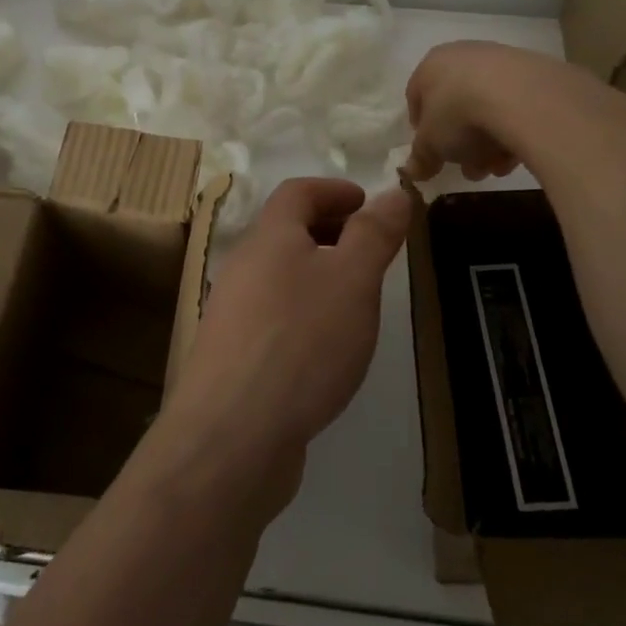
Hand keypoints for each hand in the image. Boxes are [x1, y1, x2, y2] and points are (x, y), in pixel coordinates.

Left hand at [164, 178, 410, 495]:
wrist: (232, 436)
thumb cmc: (301, 342)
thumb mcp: (353, 280)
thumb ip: (374, 234)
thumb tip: (393, 192)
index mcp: (269, 238)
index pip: (297, 192)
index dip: (333, 190)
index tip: (367, 202)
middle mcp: (244, 267)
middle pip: (285, 231)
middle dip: (329, 229)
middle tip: (369, 247)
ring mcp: (233, 314)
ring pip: (279, 276)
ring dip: (317, 272)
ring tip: (355, 296)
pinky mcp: (233, 357)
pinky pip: (273, 316)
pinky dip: (303, 312)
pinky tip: (326, 346)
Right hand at [403, 40, 539, 182]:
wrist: (521, 96)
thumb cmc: (459, 114)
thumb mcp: (432, 144)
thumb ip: (421, 158)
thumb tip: (413, 171)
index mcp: (431, 65)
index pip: (417, 96)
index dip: (422, 129)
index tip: (432, 153)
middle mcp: (463, 55)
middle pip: (456, 106)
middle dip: (461, 144)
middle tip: (470, 169)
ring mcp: (499, 60)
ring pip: (486, 108)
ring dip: (488, 143)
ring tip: (497, 168)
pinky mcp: (532, 71)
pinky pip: (514, 106)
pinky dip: (513, 129)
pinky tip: (517, 154)